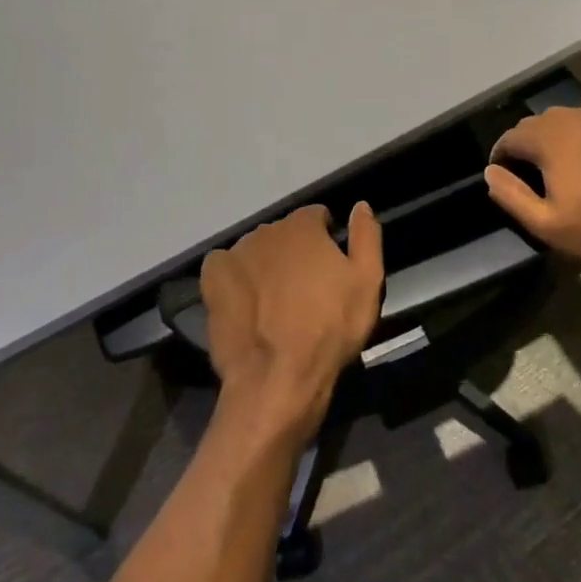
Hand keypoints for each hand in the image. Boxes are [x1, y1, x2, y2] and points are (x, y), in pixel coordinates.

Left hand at [200, 204, 383, 445]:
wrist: (278, 377)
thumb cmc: (330, 328)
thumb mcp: (367, 282)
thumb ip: (366, 236)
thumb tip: (361, 205)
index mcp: (303, 226)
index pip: (316, 217)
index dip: (326, 239)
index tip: (331, 268)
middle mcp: (266, 231)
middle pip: (285, 234)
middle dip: (295, 253)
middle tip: (304, 290)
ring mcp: (235, 254)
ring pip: (256, 250)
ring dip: (266, 265)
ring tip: (274, 303)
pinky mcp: (213, 280)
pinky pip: (224, 266)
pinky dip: (234, 277)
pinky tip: (244, 301)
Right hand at [484, 104, 580, 267]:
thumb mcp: (546, 224)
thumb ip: (511, 195)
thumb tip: (491, 172)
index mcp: (548, 139)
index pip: (510, 138)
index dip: (500, 156)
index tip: (502, 174)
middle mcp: (571, 118)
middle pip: (535, 123)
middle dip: (526, 143)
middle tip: (529, 171)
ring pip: (565, 118)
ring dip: (554, 135)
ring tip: (559, 160)